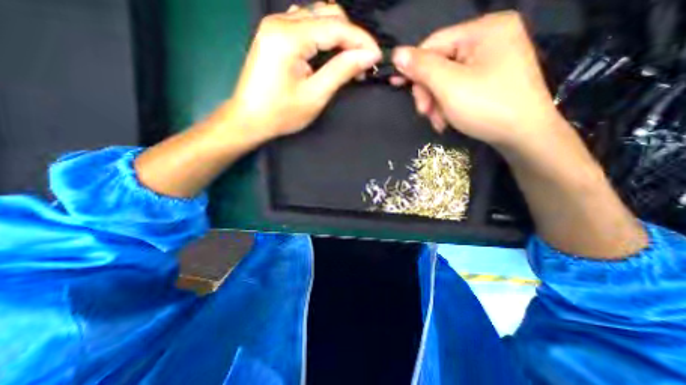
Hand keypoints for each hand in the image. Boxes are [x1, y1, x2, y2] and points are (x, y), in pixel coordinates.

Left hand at [227, 1, 382, 141]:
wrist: (249, 119)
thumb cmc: (281, 113)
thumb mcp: (315, 95)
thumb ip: (341, 71)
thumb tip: (368, 56)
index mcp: (289, 37)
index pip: (336, 26)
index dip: (361, 40)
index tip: (377, 57)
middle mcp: (280, 21)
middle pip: (327, 15)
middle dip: (351, 37)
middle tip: (363, 63)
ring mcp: (275, 26)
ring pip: (317, 17)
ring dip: (338, 37)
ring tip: (349, 61)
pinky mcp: (275, 35)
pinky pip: (306, 26)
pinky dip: (323, 38)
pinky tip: (329, 55)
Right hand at [391, 12, 568, 150]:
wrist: (523, 136)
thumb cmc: (487, 107)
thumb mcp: (449, 86)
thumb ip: (422, 67)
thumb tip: (397, 54)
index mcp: (484, 30)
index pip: (434, 43)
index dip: (413, 66)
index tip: (397, 85)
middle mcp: (489, 39)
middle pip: (439, 63)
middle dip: (428, 92)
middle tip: (425, 113)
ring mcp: (491, 60)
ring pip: (445, 80)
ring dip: (436, 103)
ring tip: (438, 122)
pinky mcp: (489, 79)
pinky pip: (457, 88)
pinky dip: (447, 105)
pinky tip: (447, 120)